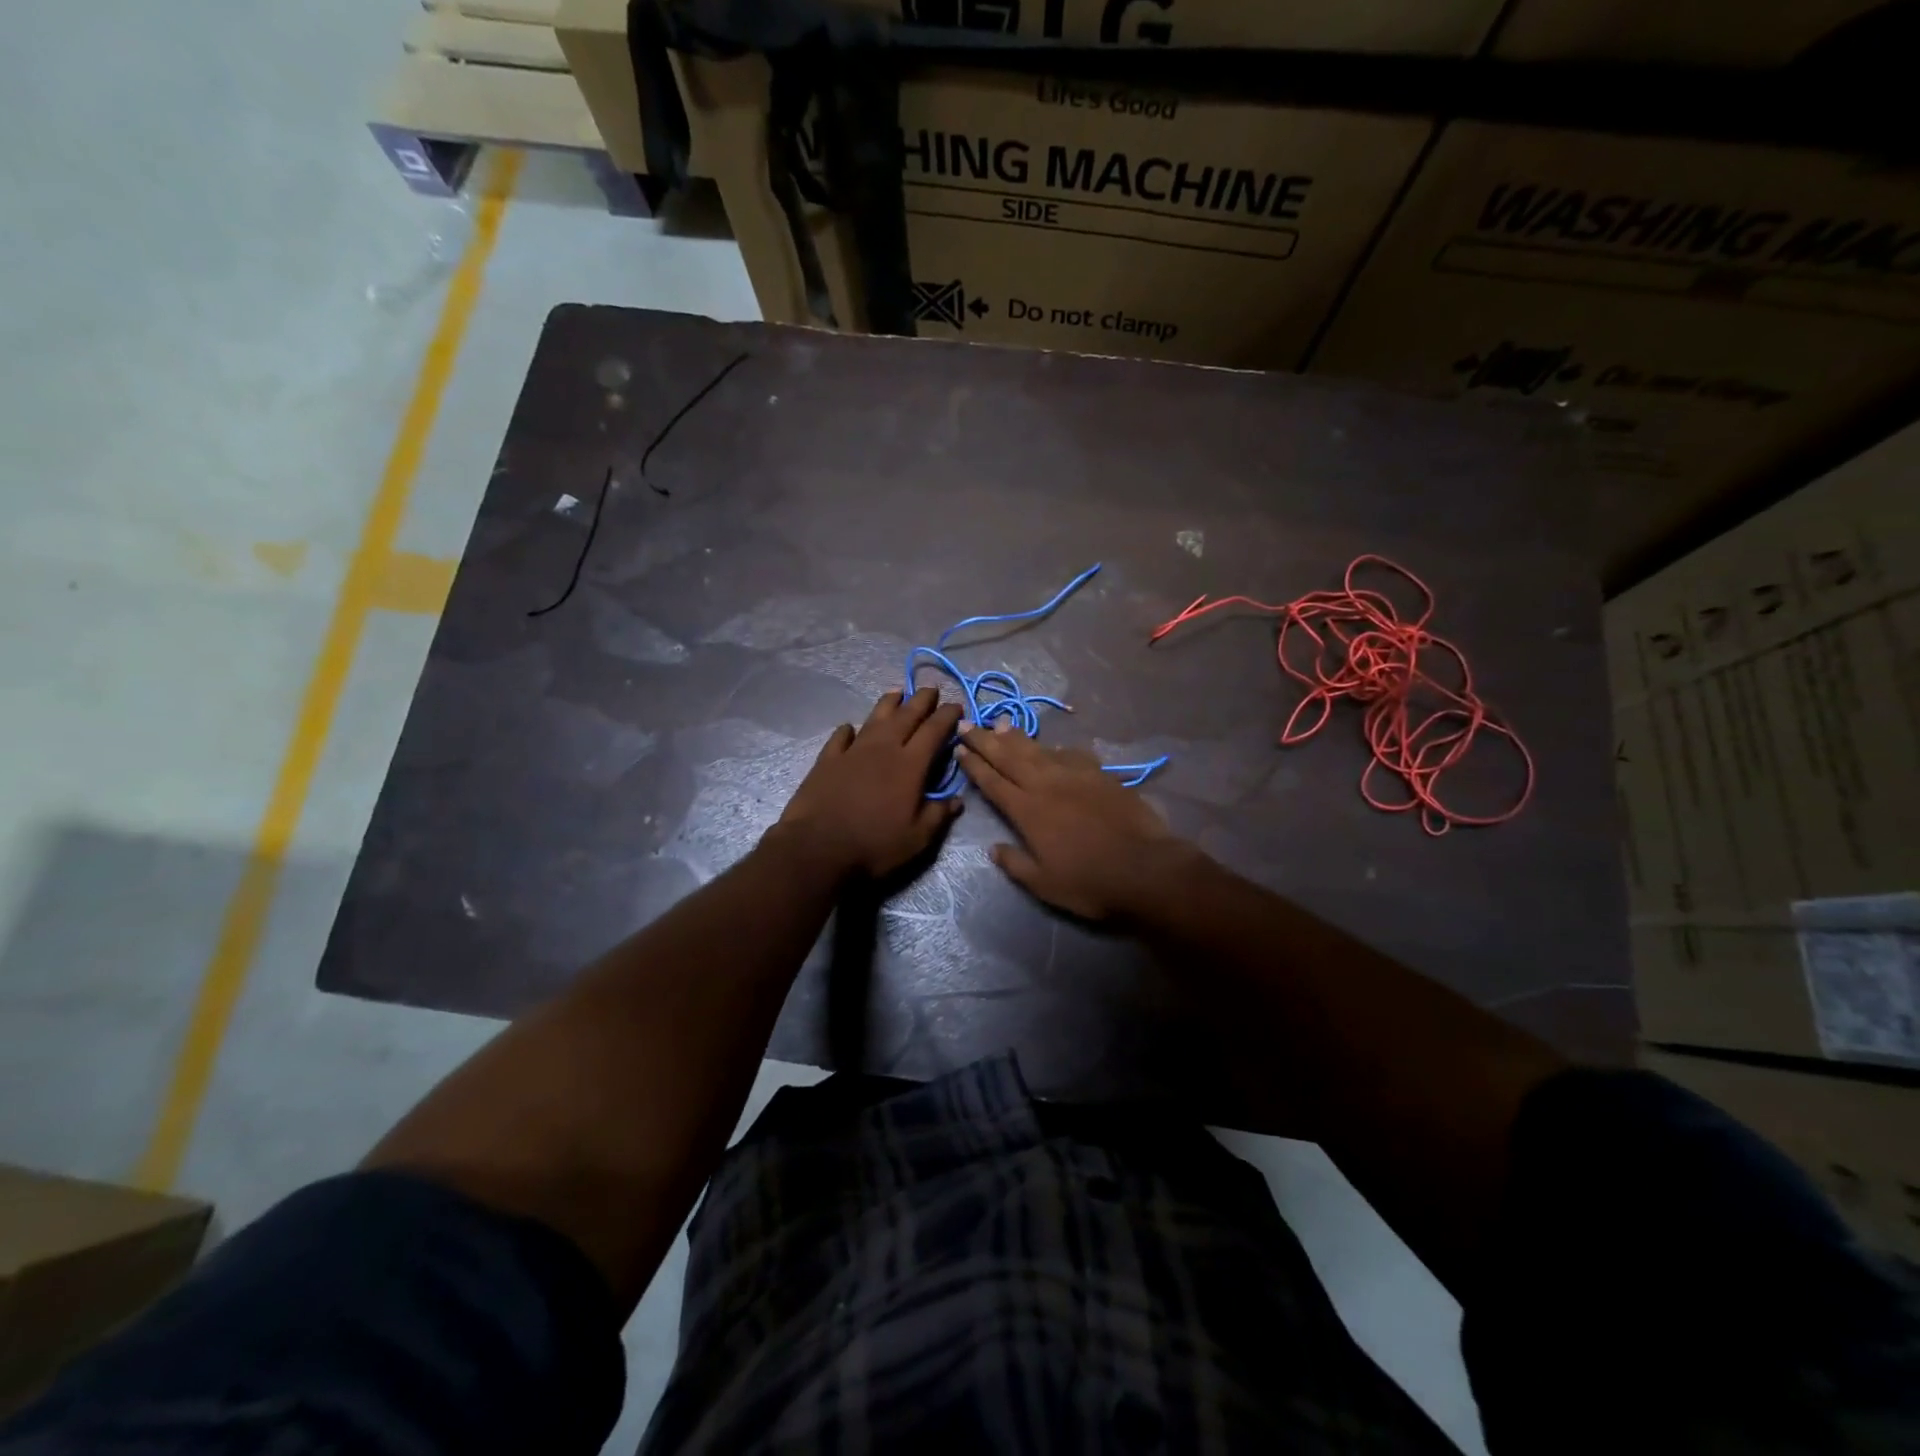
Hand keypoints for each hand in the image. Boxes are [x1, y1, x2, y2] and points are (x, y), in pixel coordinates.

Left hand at [773, 688, 963, 878]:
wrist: (817, 848)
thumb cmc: (874, 845)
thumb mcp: (917, 839)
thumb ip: (938, 815)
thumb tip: (956, 799)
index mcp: (910, 765)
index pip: (934, 731)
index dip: (947, 716)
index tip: (957, 706)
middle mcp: (883, 749)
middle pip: (906, 716)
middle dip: (921, 700)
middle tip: (931, 689)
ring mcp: (853, 751)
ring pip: (875, 718)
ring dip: (888, 703)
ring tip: (897, 692)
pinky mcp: (827, 760)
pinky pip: (840, 737)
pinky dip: (848, 730)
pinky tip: (850, 727)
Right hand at [955, 722, 1190, 919]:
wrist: (1144, 867)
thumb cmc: (1089, 882)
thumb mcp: (1044, 884)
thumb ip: (1015, 864)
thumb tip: (993, 848)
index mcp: (1027, 811)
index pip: (992, 782)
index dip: (974, 765)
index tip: (959, 749)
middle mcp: (1046, 785)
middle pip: (1009, 757)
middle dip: (986, 740)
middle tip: (967, 723)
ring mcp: (1075, 776)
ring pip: (1038, 749)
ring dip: (1016, 736)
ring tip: (1000, 723)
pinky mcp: (1100, 774)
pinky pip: (1071, 754)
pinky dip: (1055, 748)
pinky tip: (1052, 745)